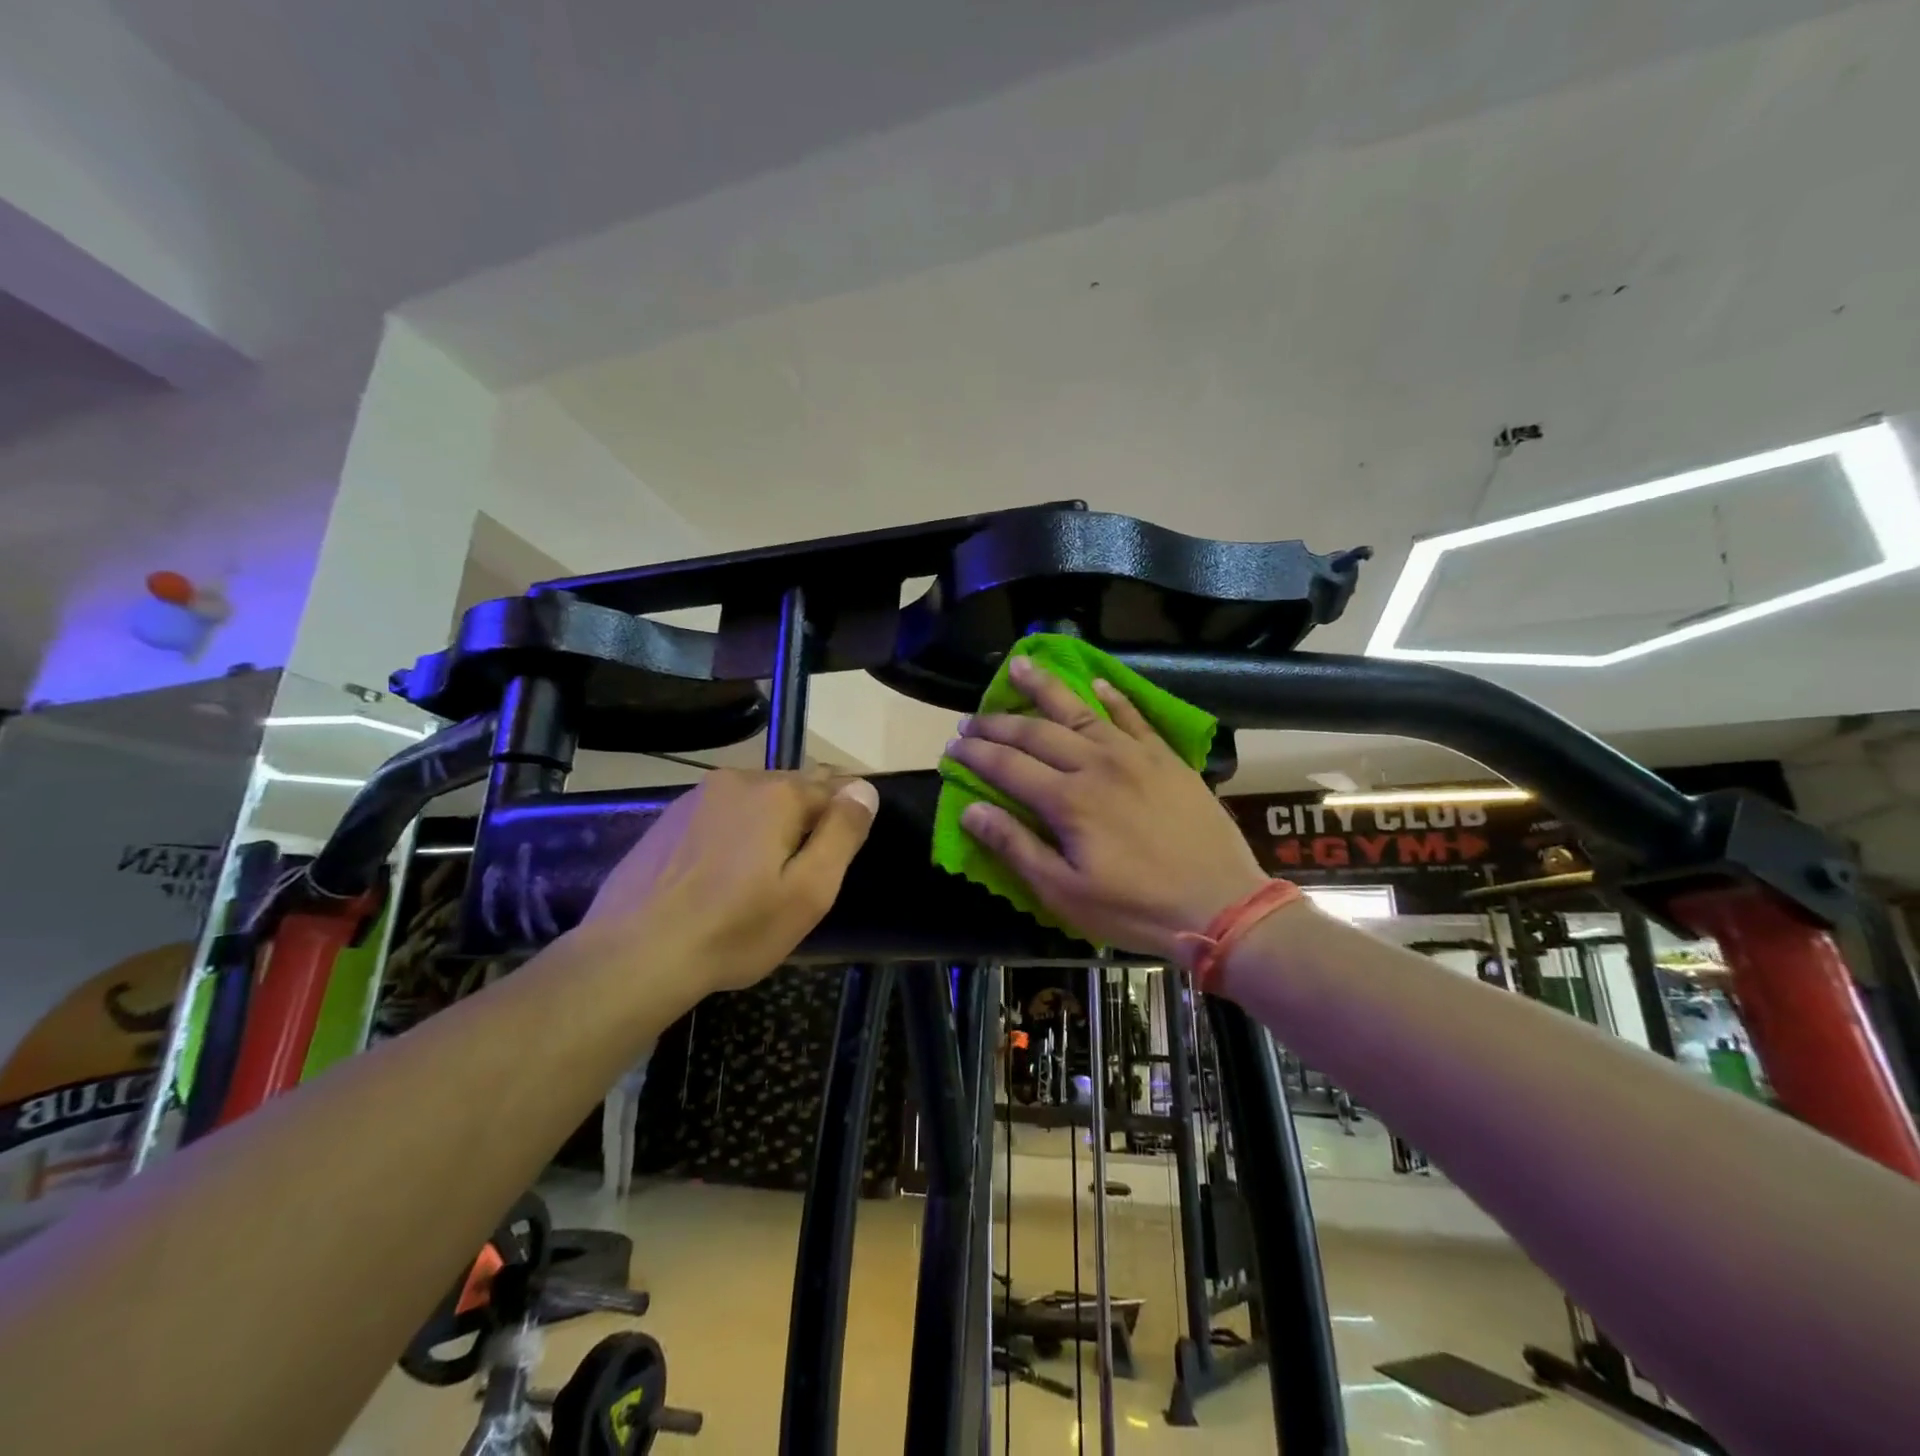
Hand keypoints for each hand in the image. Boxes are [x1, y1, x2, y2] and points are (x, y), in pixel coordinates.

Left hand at [581, 768, 877, 993]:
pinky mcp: (668, 820)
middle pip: (793, 789)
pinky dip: (734, 834)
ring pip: (754, 801)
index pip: (834, 786)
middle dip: (808, 818)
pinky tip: (724, 875)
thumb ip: (842, 834)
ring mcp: (696, 798)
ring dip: (770, 825)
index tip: (844, 849)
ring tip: (766, 875)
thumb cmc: (735, 929)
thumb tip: (864, 789)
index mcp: (778, 793)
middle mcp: (737, 780)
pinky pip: (721, 816)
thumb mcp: (808, 891)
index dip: (846, 816)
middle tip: (807, 870)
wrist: (633, 956)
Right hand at [947, 657, 1267, 958]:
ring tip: (1020, 665)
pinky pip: (1133, 716)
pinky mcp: (1165, 757)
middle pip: (1036, 732)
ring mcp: (1134, 755)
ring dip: (1046, 687)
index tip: (951, 747)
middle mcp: (1096, 764)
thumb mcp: (1065, 892)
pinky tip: (1094, 682)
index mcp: (1068, 801)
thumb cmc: (1136, 907)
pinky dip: (1111, 696)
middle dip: (997, 723)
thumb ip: (1015, 847)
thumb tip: (969, 810)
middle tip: (970, 719)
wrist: (1221, 904)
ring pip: (1080, 710)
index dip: (975, 755)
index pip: (1007, 766)